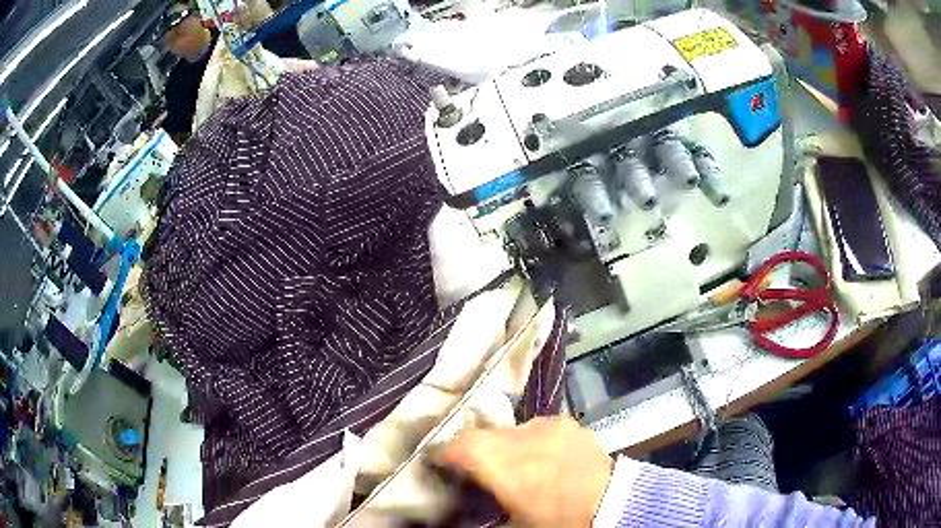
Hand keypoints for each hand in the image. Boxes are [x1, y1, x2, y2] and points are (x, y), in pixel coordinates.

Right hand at [441, 417, 612, 527]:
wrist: (611, 505)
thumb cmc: (556, 520)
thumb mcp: (514, 523)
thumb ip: (482, 513)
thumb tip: (461, 516)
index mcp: (502, 463)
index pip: (459, 446)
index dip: (443, 453)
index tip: (438, 461)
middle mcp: (520, 435)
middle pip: (484, 435)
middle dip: (475, 450)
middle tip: (475, 468)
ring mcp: (547, 425)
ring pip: (510, 430)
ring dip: (504, 445)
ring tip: (513, 464)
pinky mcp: (568, 423)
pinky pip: (538, 428)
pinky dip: (531, 440)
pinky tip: (541, 457)